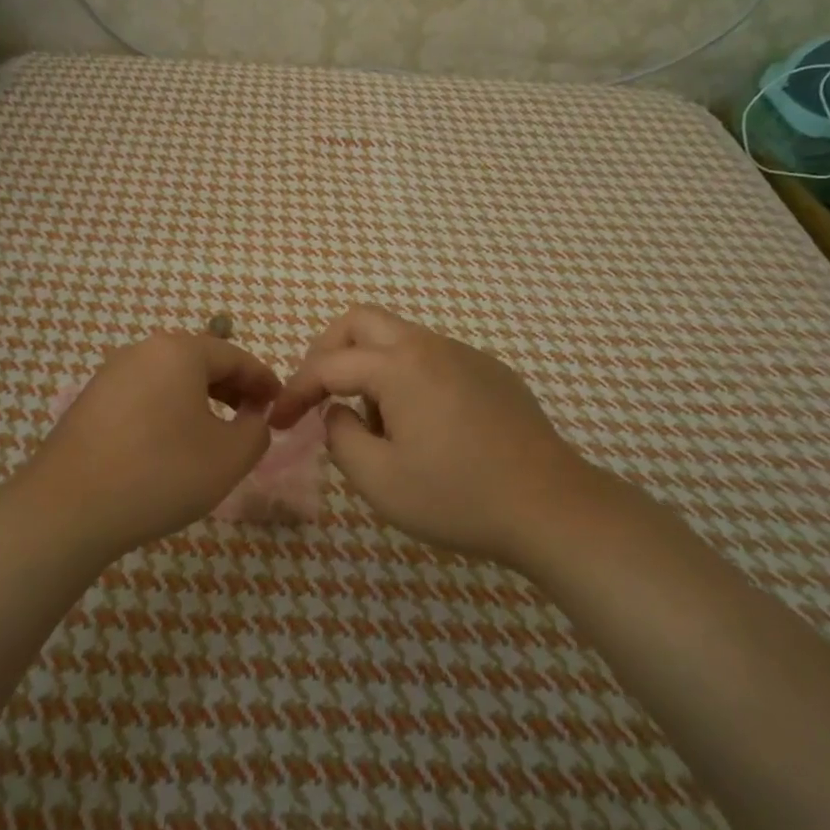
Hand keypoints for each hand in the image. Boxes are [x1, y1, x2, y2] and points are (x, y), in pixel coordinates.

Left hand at [25, 333, 281, 558]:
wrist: (68, 508)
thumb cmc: (161, 473)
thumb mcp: (229, 457)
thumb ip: (256, 431)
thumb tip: (253, 417)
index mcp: (179, 351)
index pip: (234, 356)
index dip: (262, 380)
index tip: (279, 402)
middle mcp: (142, 351)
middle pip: (199, 362)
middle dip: (231, 388)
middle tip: (250, 417)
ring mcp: (110, 375)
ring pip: (168, 379)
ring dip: (198, 400)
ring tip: (213, 434)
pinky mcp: (89, 402)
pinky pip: (143, 396)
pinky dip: (167, 411)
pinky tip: (170, 445)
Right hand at [271, 306, 601, 567]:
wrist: (551, 507)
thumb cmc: (457, 496)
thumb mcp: (379, 480)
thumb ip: (341, 438)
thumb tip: (339, 413)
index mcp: (399, 366)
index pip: (328, 365)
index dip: (295, 391)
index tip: (277, 421)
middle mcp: (430, 346)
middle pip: (361, 322)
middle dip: (326, 351)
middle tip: (316, 392)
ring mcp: (465, 355)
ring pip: (398, 339)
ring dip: (369, 367)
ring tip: (373, 425)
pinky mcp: (491, 373)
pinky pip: (432, 359)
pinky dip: (406, 378)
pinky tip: (421, 427)